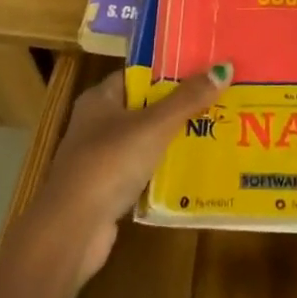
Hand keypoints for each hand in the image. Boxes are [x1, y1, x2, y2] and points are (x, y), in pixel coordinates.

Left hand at [27, 64, 232, 283]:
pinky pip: (143, 172)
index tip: (203, 71)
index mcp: (99, 99)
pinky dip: (164, 171)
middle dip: (178, 107)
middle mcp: (96, 124)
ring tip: (214, 133)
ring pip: (145, 141)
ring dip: (173, 141)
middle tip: (218, 102)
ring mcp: (100, 159)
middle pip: (144, 107)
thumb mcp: (153, 126)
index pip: (138, 75)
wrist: (73, 229)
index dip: (169, 71)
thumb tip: (224, 68)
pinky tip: (193, 171)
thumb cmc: (109, 163)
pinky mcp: (107, 191)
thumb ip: (187, 99)